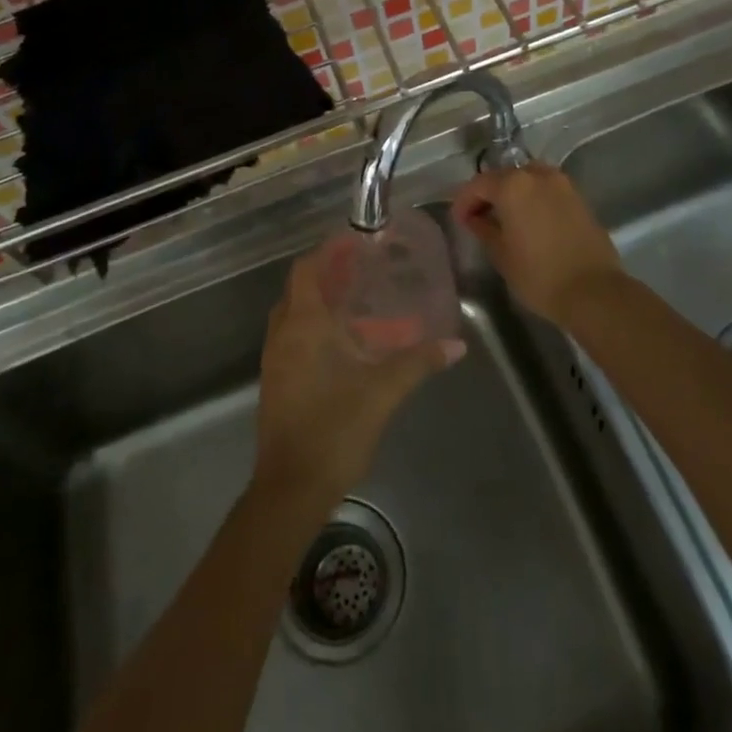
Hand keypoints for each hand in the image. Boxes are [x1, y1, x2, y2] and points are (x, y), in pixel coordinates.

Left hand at [252, 241, 464, 506]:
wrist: (290, 490)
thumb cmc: (333, 430)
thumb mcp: (382, 392)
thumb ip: (418, 362)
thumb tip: (456, 344)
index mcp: (302, 325)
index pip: (307, 269)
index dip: (328, 251)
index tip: (356, 242)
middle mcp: (282, 334)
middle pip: (300, 288)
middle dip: (327, 274)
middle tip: (364, 270)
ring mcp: (275, 359)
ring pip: (294, 314)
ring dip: (319, 302)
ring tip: (358, 301)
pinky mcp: (276, 382)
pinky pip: (292, 337)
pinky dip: (314, 327)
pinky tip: (344, 344)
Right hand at [453, 163, 623, 328]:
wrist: (593, 291)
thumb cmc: (539, 275)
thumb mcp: (501, 254)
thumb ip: (483, 228)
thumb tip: (475, 218)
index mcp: (513, 185)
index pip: (478, 184)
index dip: (464, 201)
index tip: (459, 221)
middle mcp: (537, 175)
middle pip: (503, 176)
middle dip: (487, 194)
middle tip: (478, 218)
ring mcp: (562, 184)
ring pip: (527, 179)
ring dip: (512, 194)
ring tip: (505, 218)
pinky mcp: (579, 198)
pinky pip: (546, 190)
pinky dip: (533, 199)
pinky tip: (529, 221)